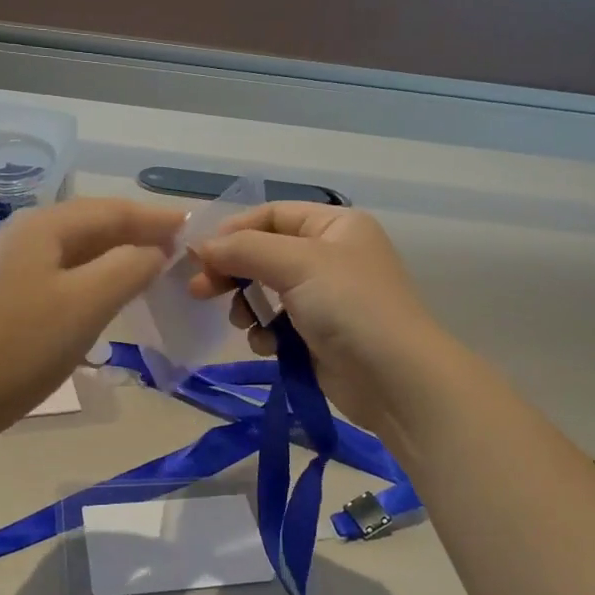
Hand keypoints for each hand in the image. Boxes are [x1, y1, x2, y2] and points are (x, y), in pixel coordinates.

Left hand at [0, 197, 183, 430]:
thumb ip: (130, 266)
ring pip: (75, 249)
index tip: (194, 227)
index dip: (155, 217)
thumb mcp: (89, 302)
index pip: (111, 210)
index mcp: (43, 226)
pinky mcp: (2, 293)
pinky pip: (59, 271)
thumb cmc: (26, 346)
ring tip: (150, 267)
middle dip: (136, 232)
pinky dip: (92, 275)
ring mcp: (8, 263)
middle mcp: (22, 233)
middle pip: (91, 224)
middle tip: (177, 247)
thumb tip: (155, 251)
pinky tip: (105, 292)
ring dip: (115, 255)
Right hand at [187, 202, 463, 438]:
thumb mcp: (296, 264)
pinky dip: (266, 333)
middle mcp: (330, 256)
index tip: (199, 253)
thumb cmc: (349, 306)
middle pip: (264, 253)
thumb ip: (244, 249)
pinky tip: (268, 346)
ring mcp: (324, 297)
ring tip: (242, 322)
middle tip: (199, 290)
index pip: (272, 215)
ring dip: (246, 306)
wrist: (395, 379)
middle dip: (232, 271)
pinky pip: (276, 324)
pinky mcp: (317, 335)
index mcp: (334, 226)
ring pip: (265, 291)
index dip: (234, 230)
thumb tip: (200, 247)